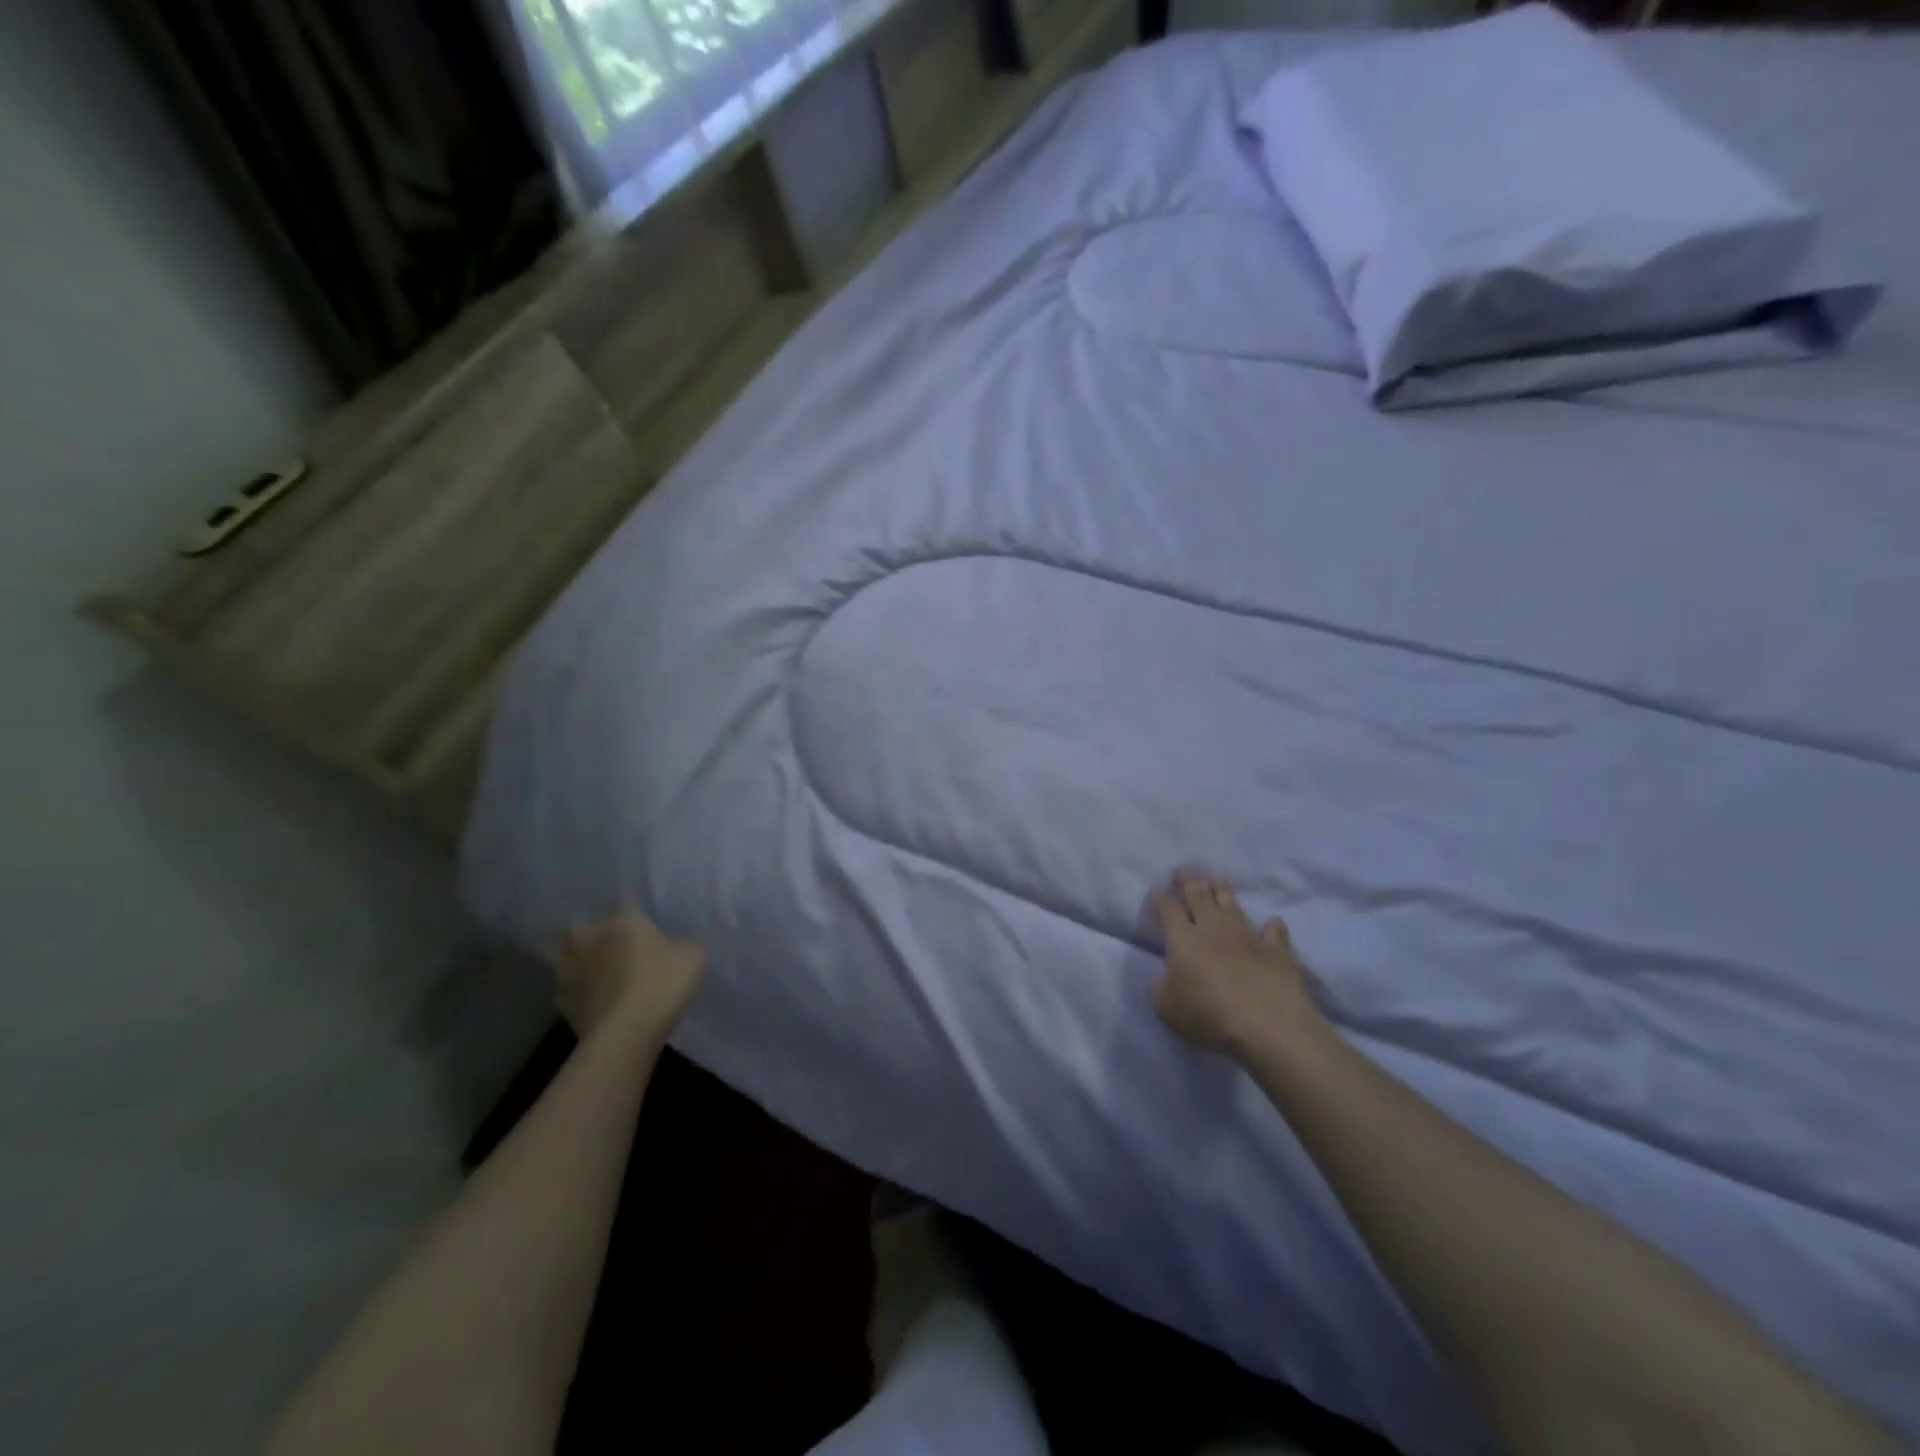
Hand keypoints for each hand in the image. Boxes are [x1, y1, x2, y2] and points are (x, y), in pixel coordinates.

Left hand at [550, 909, 705, 1043]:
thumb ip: (682, 944)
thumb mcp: (692, 956)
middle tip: (605, 937)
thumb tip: (676, 944)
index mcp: (623, 921)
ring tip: (588, 965)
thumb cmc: (662, 984)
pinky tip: (586, 996)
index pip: (624, 899)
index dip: (631, 903)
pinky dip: (573, 991)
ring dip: (573, 958)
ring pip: (561, 956)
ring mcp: (571, 972)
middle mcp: (591, 939)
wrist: (625, 1034)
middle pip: (580, 924)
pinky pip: (565, 990)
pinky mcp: (563, 1004)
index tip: (638, 908)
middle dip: (590, 929)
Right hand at [1150, 874, 1324, 1056]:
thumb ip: (1161, 988)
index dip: (1160, 899)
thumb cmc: (1208, 1015)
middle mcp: (1214, 928)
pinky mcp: (1276, 951)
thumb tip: (1164, 977)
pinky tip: (1273, 922)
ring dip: (1223, 891)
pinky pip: (1274, 933)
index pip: (1168, 909)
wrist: (1267, 1024)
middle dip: (1190, 882)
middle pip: (1200, 897)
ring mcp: (1248, 936)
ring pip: (1232, 905)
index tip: (1156, 891)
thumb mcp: (1167, 1007)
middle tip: (1185, 871)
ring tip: (1218, 880)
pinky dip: (1272, 927)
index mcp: (1183, 939)